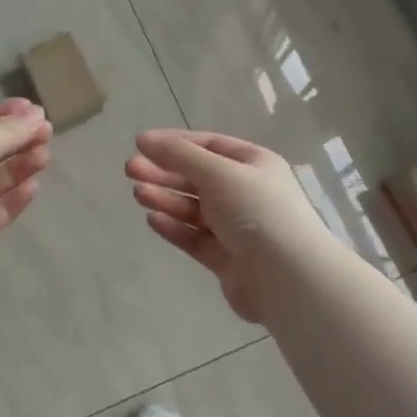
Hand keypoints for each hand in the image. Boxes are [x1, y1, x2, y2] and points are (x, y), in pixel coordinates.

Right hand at [126, 130, 331, 323]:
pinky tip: (153, 220)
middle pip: (198, 178)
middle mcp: (247, 193)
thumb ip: (179, 156)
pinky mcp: (228, 259)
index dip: (175, 143)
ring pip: (194, 209)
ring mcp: (238, 228)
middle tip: (129, 170)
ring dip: (166, 199)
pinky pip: (196, 238)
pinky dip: (175, 228)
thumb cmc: (255, 211)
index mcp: (254, 165)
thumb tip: (144, 139)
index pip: (209, 145)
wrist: (287, 277)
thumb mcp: (217, 172)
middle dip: (164, 172)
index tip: (141, 144)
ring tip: (137, 194)